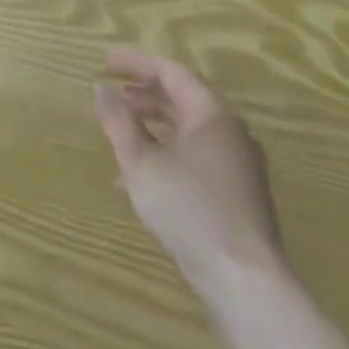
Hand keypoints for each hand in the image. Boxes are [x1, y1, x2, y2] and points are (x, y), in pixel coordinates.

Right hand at [94, 48, 284, 296]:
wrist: (246, 285)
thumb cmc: (190, 209)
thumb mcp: (141, 161)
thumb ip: (119, 121)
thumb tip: (102, 88)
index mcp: (211, 113)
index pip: (170, 71)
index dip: (135, 63)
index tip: (104, 63)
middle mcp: (230, 131)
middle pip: (182, 98)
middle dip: (143, 95)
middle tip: (112, 96)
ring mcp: (239, 166)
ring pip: (189, 131)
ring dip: (152, 127)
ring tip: (121, 134)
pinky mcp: (239, 197)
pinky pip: (197, 158)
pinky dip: (168, 154)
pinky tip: (142, 179)